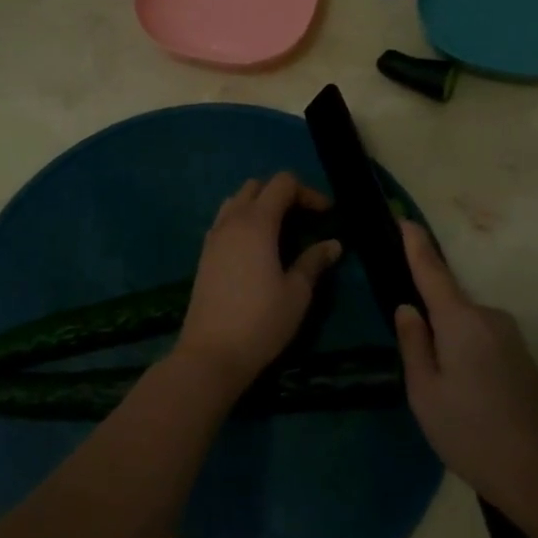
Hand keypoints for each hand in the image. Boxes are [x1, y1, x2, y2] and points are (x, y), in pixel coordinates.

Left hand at [174, 174, 342, 396]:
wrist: (211, 354)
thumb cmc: (261, 321)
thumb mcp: (297, 293)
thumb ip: (314, 262)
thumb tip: (333, 244)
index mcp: (257, 223)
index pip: (282, 184)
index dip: (308, 192)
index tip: (326, 214)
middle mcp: (232, 221)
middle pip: (257, 186)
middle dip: (283, 194)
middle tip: (304, 218)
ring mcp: (214, 237)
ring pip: (236, 201)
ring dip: (260, 205)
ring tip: (280, 230)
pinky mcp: (204, 254)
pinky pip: (224, 221)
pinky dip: (243, 221)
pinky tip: (256, 249)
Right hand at [393, 221, 537, 518]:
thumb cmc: (474, 434)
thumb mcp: (426, 394)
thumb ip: (413, 344)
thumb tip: (408, 308)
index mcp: (461, 320)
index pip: (432, 270)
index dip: (415, 243)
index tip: (402, 217)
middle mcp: (488, 316)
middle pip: (446, 303)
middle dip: (426, 320)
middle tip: (414, 368)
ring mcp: (509, 335)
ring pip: (462, 326)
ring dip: (446, 344)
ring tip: (441, 396)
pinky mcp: (520, 355)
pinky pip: (479, 339)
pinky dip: (463, 354)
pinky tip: (464, 397)